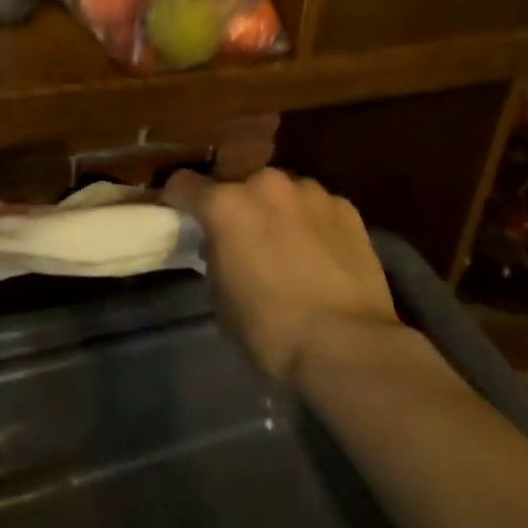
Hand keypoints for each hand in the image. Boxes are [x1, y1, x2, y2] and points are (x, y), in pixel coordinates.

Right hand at [163, 168, 403, 381]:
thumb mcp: (221, 298)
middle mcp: (264, 184)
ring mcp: (309, 190)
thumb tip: (220, 245)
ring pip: (281, 192)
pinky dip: (312, 222)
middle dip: (237, 207)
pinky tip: (322, 253)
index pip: (184, 184)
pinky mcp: (345, 205)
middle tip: (244, 239)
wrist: (348, 343)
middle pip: (239, 185)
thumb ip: (215, 257)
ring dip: (277, 211)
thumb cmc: (271, 328)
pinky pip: (316, 206)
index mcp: (225, 205)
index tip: (183, 216)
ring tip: (289, 245)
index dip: (179, 200)